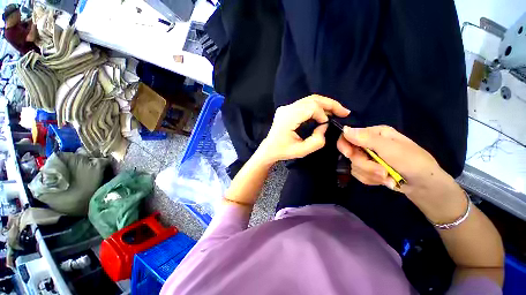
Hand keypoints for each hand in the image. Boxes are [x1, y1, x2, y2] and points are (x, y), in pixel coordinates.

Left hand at [257, 95, 349, 163]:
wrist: (269, 149)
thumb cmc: (283, 151)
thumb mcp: (302, 151)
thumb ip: (317, 140)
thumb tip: (324, 125)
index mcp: (288, 118)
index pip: (310, 107)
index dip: (323, 113)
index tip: (327, 124)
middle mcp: (286, 109)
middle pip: (312, 99)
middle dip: (330, 104)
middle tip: (344, 112)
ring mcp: (285, 107)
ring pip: (309, 99)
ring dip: (325, 104)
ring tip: (337, 112)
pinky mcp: (287, 109)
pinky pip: (304, 104)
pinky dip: (316, 107)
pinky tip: (324, 113)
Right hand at [337, 125, 466, 222]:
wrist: (425, 186)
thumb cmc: (414, 162)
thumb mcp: (391, 149)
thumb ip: (367, 139)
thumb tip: (344, 129)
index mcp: (374, 134)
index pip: (348, 135)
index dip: (345, 145)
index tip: (348, 155)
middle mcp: (368, 144)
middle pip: (351, 154)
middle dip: (366, 166)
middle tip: (383, 172)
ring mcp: (368, 157)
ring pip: (354, 166)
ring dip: (371, 174)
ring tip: (388, 178)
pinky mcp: (368, 169)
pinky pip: (359, 175)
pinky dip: (371, 179)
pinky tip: (384, 180)